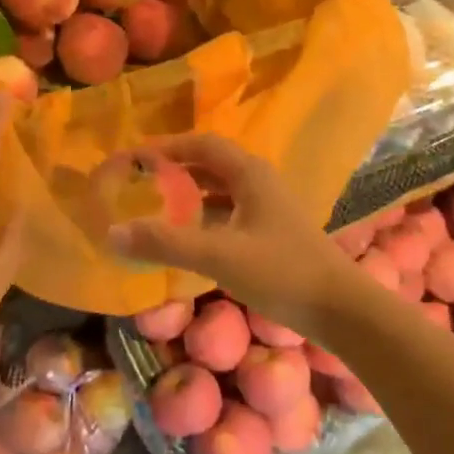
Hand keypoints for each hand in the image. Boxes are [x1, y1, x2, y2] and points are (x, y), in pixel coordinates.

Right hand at [107, 133, 360, 336]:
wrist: (340, 309)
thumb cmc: (281, 272)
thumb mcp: (218, 255)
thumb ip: (165, 243)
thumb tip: (112, 232)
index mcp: (249, 174)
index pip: (201, 145)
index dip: (166, 147)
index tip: (133, 158)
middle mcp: (259, 183)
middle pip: (211, 165)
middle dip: (174, 170)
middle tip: (138, 182)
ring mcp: (268, 209)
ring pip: (221, 191)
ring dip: (190, 195)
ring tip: (155, 208)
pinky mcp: (272, 234)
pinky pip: (230, 214)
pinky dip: (205, 218)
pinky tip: (188, 239)